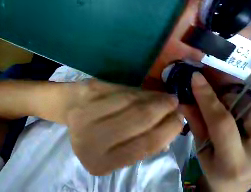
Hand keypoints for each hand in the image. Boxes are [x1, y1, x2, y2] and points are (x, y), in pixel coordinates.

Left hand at [66, 80, 182, 175]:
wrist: (70, 106)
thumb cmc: (92, 129)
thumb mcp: (112, 145)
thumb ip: (137, 141)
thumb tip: (168, 134)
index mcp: (100, 161)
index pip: (143, 146)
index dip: (166, 131)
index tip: (179, 120)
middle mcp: (93, 138)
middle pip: (139, 120)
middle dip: (162, 110)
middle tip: (176, 103)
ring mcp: (90, 110)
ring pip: (132, 101)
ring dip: (153, 98)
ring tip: (166, 96)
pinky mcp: (92, 90)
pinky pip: (123, 89)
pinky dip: (139, 90)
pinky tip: (148, 91)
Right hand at [181, 73, 250, 191]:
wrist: (234, 184)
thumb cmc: (213, 166)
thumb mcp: (199, 147)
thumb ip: (194, 121)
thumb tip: (183, 100)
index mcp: (233, 160)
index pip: (222, 121)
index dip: (207, 96)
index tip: (196, 77)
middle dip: (240, 99)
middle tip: (226, 100)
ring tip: (245, 106)